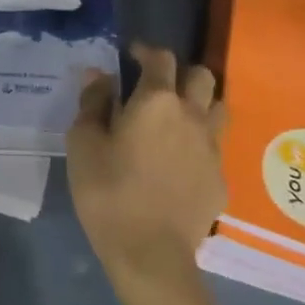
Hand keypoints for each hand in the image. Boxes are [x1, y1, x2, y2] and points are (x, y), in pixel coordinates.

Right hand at [67, 44, 226, 288]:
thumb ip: (92, 103)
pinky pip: (215, 147)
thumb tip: (99, 75)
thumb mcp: (84, 144)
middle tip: (157, 87)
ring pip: (217, 107)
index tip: (131, 55)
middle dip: (180, 72)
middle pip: (201, 75)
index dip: (145, 51)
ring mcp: (212, 148)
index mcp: (156, 101)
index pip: (160, 58)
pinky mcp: (221, 179)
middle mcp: (192, 115)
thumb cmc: (108, 192)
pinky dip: (200, 143)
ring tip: (177, 118)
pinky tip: (182, 162)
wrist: (150, 254)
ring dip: (200, 103)